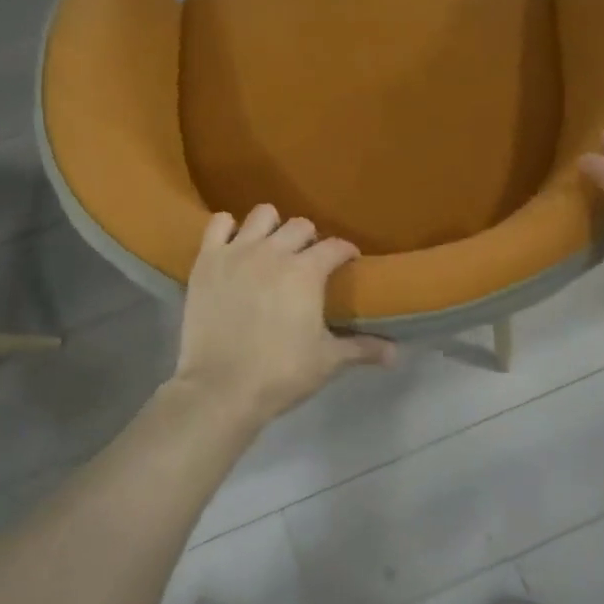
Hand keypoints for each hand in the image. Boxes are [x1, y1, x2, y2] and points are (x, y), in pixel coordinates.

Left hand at [173, 205, 395, 430]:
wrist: (220, 388)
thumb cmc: (280, 373)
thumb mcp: (328, 361)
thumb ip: (362, 348)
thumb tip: (396, 354)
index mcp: (307, 272)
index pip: (336, 247)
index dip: (346, 251)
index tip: (348, 260)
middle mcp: (274, 251)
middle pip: (301, 226)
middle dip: (311, 239)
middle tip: (309, 260)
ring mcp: (237, 252)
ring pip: (262, 214)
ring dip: (273, 227)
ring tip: (272, 248)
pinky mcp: (207, 261)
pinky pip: (218, 224)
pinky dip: (229, 229)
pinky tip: (235, 246)